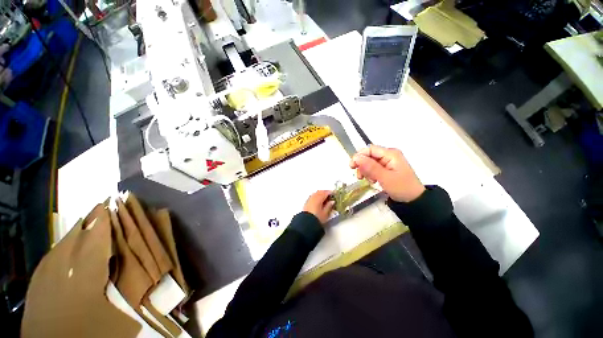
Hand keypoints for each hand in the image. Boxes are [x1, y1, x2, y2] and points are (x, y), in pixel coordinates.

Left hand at [303, 190, 334, 224]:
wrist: (306, 224)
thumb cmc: (317, 218)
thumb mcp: (325, 213)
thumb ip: (329, 206)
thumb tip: (332, 201)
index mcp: (319, 198)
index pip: (326, 192)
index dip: (331, 193)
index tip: (335, 194)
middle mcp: (313, 197)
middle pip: (320, 192)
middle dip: (326, 193)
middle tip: (331, 196)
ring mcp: (309, 199)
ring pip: (316, 193)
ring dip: (321, 194)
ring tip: (326, 199)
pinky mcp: (306, 203)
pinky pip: (313, 196)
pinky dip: (317, 197)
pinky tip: (319, 201)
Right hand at [349, 145, 424, 202]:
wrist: (413, 200)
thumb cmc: (402, 188)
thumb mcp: (385, 178)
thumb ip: (370, 167)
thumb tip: (356, 158)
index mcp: (390, 154)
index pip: (370, 149)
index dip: (359, 156)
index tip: (352, 166)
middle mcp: (388, 155)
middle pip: (368, 155)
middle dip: (362, 165)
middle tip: (360, 176)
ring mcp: (387, 162)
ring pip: (368, 162)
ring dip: (365, 171)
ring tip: (369, 181)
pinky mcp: (385, 168)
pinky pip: (372, 168)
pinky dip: (369, 174)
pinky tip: (373, 181)